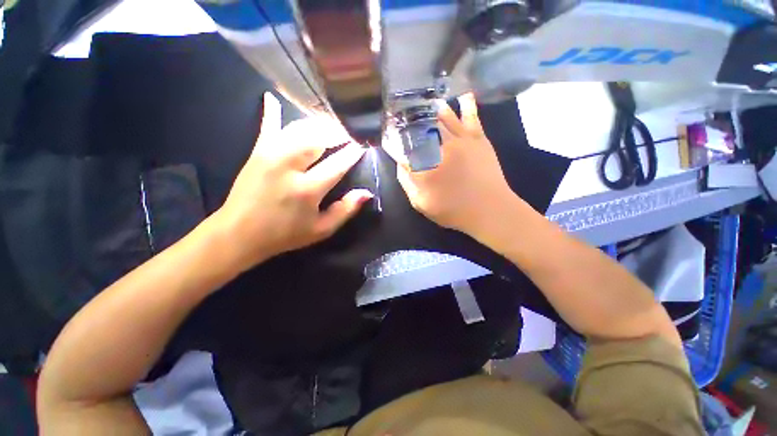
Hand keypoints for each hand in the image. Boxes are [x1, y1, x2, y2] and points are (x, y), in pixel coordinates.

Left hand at [213, 93, 372, 270]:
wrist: (239, 234)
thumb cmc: (285, 234)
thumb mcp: (321, 230)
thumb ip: (345, 211)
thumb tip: (366, 193)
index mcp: (308, 190)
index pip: (338, 164)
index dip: (353, 153)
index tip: (363, 144)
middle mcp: (289, 167)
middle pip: (319, 140)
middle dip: (338, 133)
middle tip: (350, 131)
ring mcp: (270, 156)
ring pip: (299, 130)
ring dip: (317, 125)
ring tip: (330, 124)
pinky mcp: (256, 153)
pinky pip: (267, 127)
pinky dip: (271, 112)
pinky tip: (273, 97)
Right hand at [394, 93, 517, 238]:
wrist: (490, 210)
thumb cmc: (453, 210)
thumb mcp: (422, 203)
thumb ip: (407, 182)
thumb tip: (401, 162)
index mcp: (425, 165)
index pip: (404, 147)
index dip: (394, 140)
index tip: (389, 136)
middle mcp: (441, 147)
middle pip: (422, 127)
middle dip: (410, 119)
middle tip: (402, 111)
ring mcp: (461, 140)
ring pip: (443, 118)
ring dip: (431, 109)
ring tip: (422, 101)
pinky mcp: (478, 139)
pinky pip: (471, 117)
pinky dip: (466, 104)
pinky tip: (463, 95)